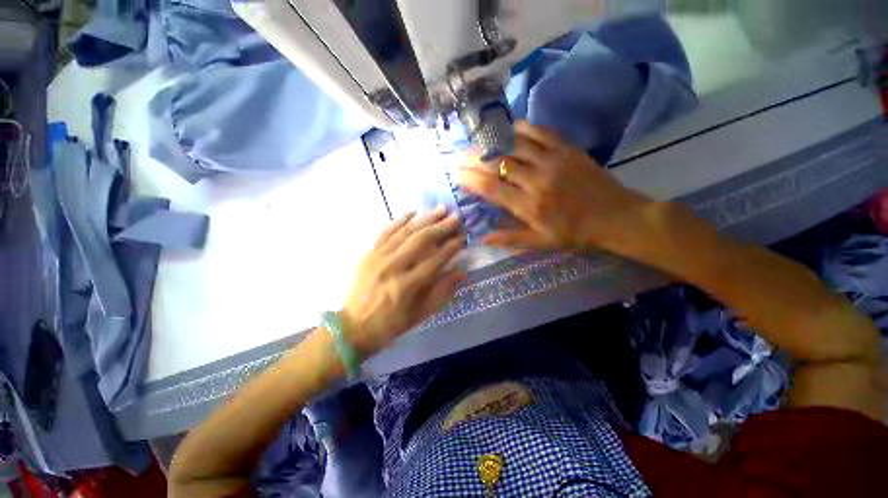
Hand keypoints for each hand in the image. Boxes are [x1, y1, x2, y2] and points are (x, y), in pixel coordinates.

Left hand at [340, 206, 465, 356]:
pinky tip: (413, 212)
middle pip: (420, 241)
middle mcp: (392, 267)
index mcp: (407, 286)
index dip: (451, 247)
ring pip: (405, 232)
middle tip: (456, 217)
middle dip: (441, 227)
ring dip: (425, 219)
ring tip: (440, 209)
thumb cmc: (391, 324)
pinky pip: (385, 231)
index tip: (463, 237)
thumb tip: (461, 271)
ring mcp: (378, 257)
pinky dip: (400, 220)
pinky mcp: (368, 253)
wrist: (353, 326)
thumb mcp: (421, 315)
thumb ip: (442, 292)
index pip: (435, 260)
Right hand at [458, 121, 652, 254]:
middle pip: (499, 165)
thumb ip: (510, 238)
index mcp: (529, 206)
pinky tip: (510, 127)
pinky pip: (541, 133)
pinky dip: (523, 128)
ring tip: (477, 141)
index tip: (457, 174)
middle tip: (459, 155)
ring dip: (493, 143)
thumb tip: (482, 238)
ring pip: (515, 147)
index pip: (492, 189)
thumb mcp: (541, 242)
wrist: (616, 217)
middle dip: (475, 159)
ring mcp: (553, 161)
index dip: (471, 180)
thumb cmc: (575, 234)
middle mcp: (536, 181)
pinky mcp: (567, 150)